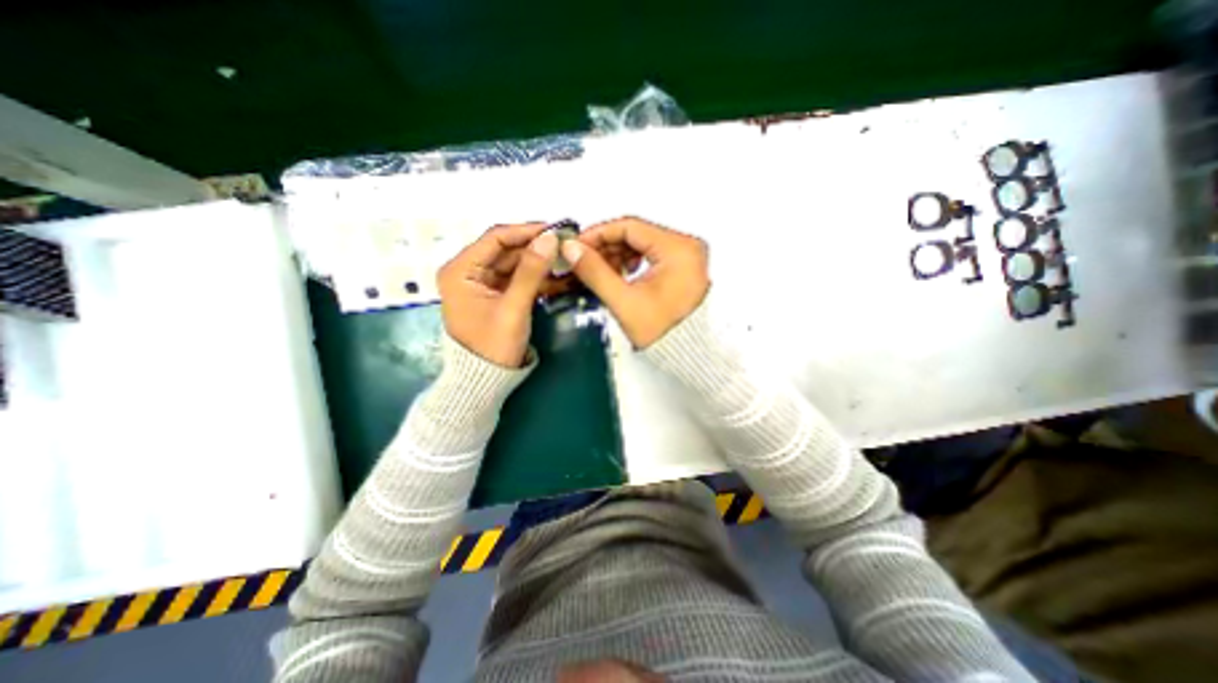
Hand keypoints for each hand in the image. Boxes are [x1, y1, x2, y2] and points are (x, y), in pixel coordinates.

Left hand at [440, 223, 557, 366]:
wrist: (485, 380)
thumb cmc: (493, 345)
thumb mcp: (513, 307)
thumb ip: (531, 272)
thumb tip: (549, 239)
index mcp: (461, 270)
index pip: (495, 238)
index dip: (526, 231)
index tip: (555, 230)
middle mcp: (468, 272)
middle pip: (506, 251)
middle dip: (536, 249)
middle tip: (566, 246)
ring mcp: (482, 284)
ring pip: (515, 265)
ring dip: (539, 264)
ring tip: (567, 261)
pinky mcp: (495, 296)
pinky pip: (517, 280)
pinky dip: (536, 279)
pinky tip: (558, 278)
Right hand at [559, 217, 709, 346]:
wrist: (687, 355)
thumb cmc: (661, 332)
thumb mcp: (624, 302)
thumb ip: (595, 272)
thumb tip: (571, 249)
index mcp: (678, 249)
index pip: (630, 227)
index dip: (598, 234)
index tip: (576, 245)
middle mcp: (688, 246)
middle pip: (637, 234)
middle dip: (607, 246)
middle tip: (583, 260)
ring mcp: (688, 256)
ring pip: (643, 244)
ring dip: (618, 254)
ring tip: (599, 271)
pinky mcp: (684, 267)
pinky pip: (653, 254)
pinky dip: (633, 261)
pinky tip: (620, 275)